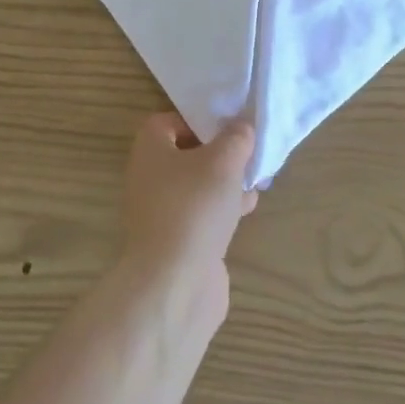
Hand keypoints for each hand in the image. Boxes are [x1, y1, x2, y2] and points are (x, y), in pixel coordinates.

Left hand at [121, 114, 255, 277]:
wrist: (174, 283)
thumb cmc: (194, 208)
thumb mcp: (223, 162)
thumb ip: (235, 138)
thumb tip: (240, 127)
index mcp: (149, 150)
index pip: (167, 122)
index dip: (197, 120)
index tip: (228, 127)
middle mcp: (148, 177)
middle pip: (185, 154)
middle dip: (219, 154)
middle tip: (248, 155)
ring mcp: (160, 212)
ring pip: (196, 186)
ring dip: (225, 183)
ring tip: (256, 181)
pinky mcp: (176, 241)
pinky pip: (200, 214)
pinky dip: (222, 209)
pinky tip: (246, 211)